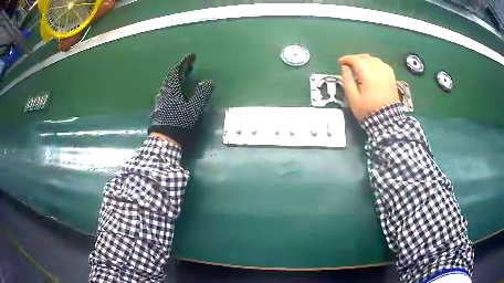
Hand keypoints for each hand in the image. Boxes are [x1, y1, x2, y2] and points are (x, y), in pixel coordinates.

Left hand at [149, 53, 214, 146]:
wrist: (165, 138)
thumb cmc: (179, 122)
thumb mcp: (194, 108)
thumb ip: (201, 93)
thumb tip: (209, 81)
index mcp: (172, 89)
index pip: (177, 70)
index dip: (185, 62)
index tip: (193, 56)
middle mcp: (164, 92)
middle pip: (171, 76)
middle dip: (181, 69)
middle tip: (190, 66)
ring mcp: (160, 100)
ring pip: (168, 84)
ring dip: (177, 78)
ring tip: (185, 77)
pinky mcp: (159, 107)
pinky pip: (167, 91)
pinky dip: (174, 87)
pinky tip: (178, 93)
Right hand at [338, 54, 398, 120]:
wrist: (387, 120)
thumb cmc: (368, 110)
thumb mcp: (353, 98)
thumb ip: (348, 81)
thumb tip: (344, 68)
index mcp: (368, 76)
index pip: (356, 60)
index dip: (347, 58)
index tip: (341, 62)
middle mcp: (378, 71)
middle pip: (366, 57)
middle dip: (356, 58)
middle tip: (349, 64)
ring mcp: (387, 74)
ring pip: (375, 59)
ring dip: (366, 60)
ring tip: (360, 65)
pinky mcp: (392, 78)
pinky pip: (383, 64)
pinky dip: (376, 63)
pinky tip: (373, 69)